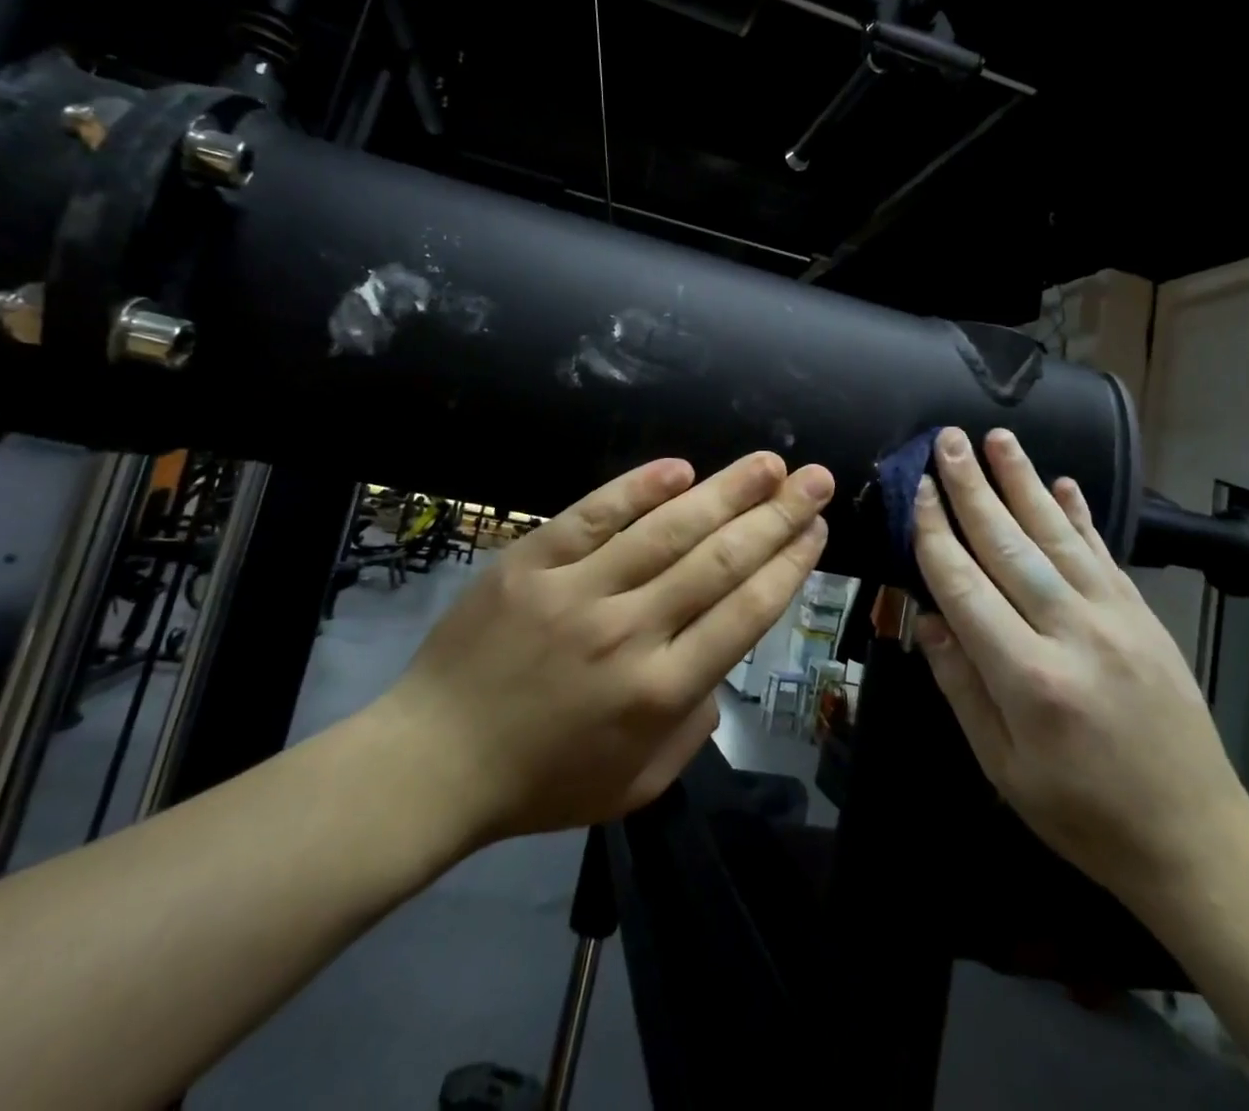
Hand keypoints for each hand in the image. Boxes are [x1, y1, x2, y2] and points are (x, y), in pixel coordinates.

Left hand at [376, 453, 834, 850]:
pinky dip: (637, 488)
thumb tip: (721, 664)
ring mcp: (577, 591)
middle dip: (777, 516)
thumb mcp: (636, 784)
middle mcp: (630, 633)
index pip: (745, 614)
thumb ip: (694, 728)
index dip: (789, 566)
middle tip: (815, 480)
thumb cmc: (540, 782)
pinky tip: (680, 468)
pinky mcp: (531, 562)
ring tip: (769, 463)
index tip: (817, 530)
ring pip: (667, 530)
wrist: (431, 762)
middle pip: (720, 562)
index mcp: (660, 693)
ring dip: (726, 491)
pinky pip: (592, 515)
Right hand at [910, 427, 1248, 907]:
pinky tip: (1063, 483)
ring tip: (998, 438)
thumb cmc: (1082, 813)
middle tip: (948, 440)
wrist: (1195, 839)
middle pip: (1010, 545)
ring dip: (1024, 482)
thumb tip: (927, 617)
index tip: (918, 490)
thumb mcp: (1003, 768)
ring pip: (1058, 535)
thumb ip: (962, 687)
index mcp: (1029, 679)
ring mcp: (1117, 619)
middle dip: (973, 488)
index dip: (936, 534)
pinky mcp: (1145, 617)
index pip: (966, 586)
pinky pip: (1105, 554)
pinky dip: (1081, 515)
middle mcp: (1073, 634)